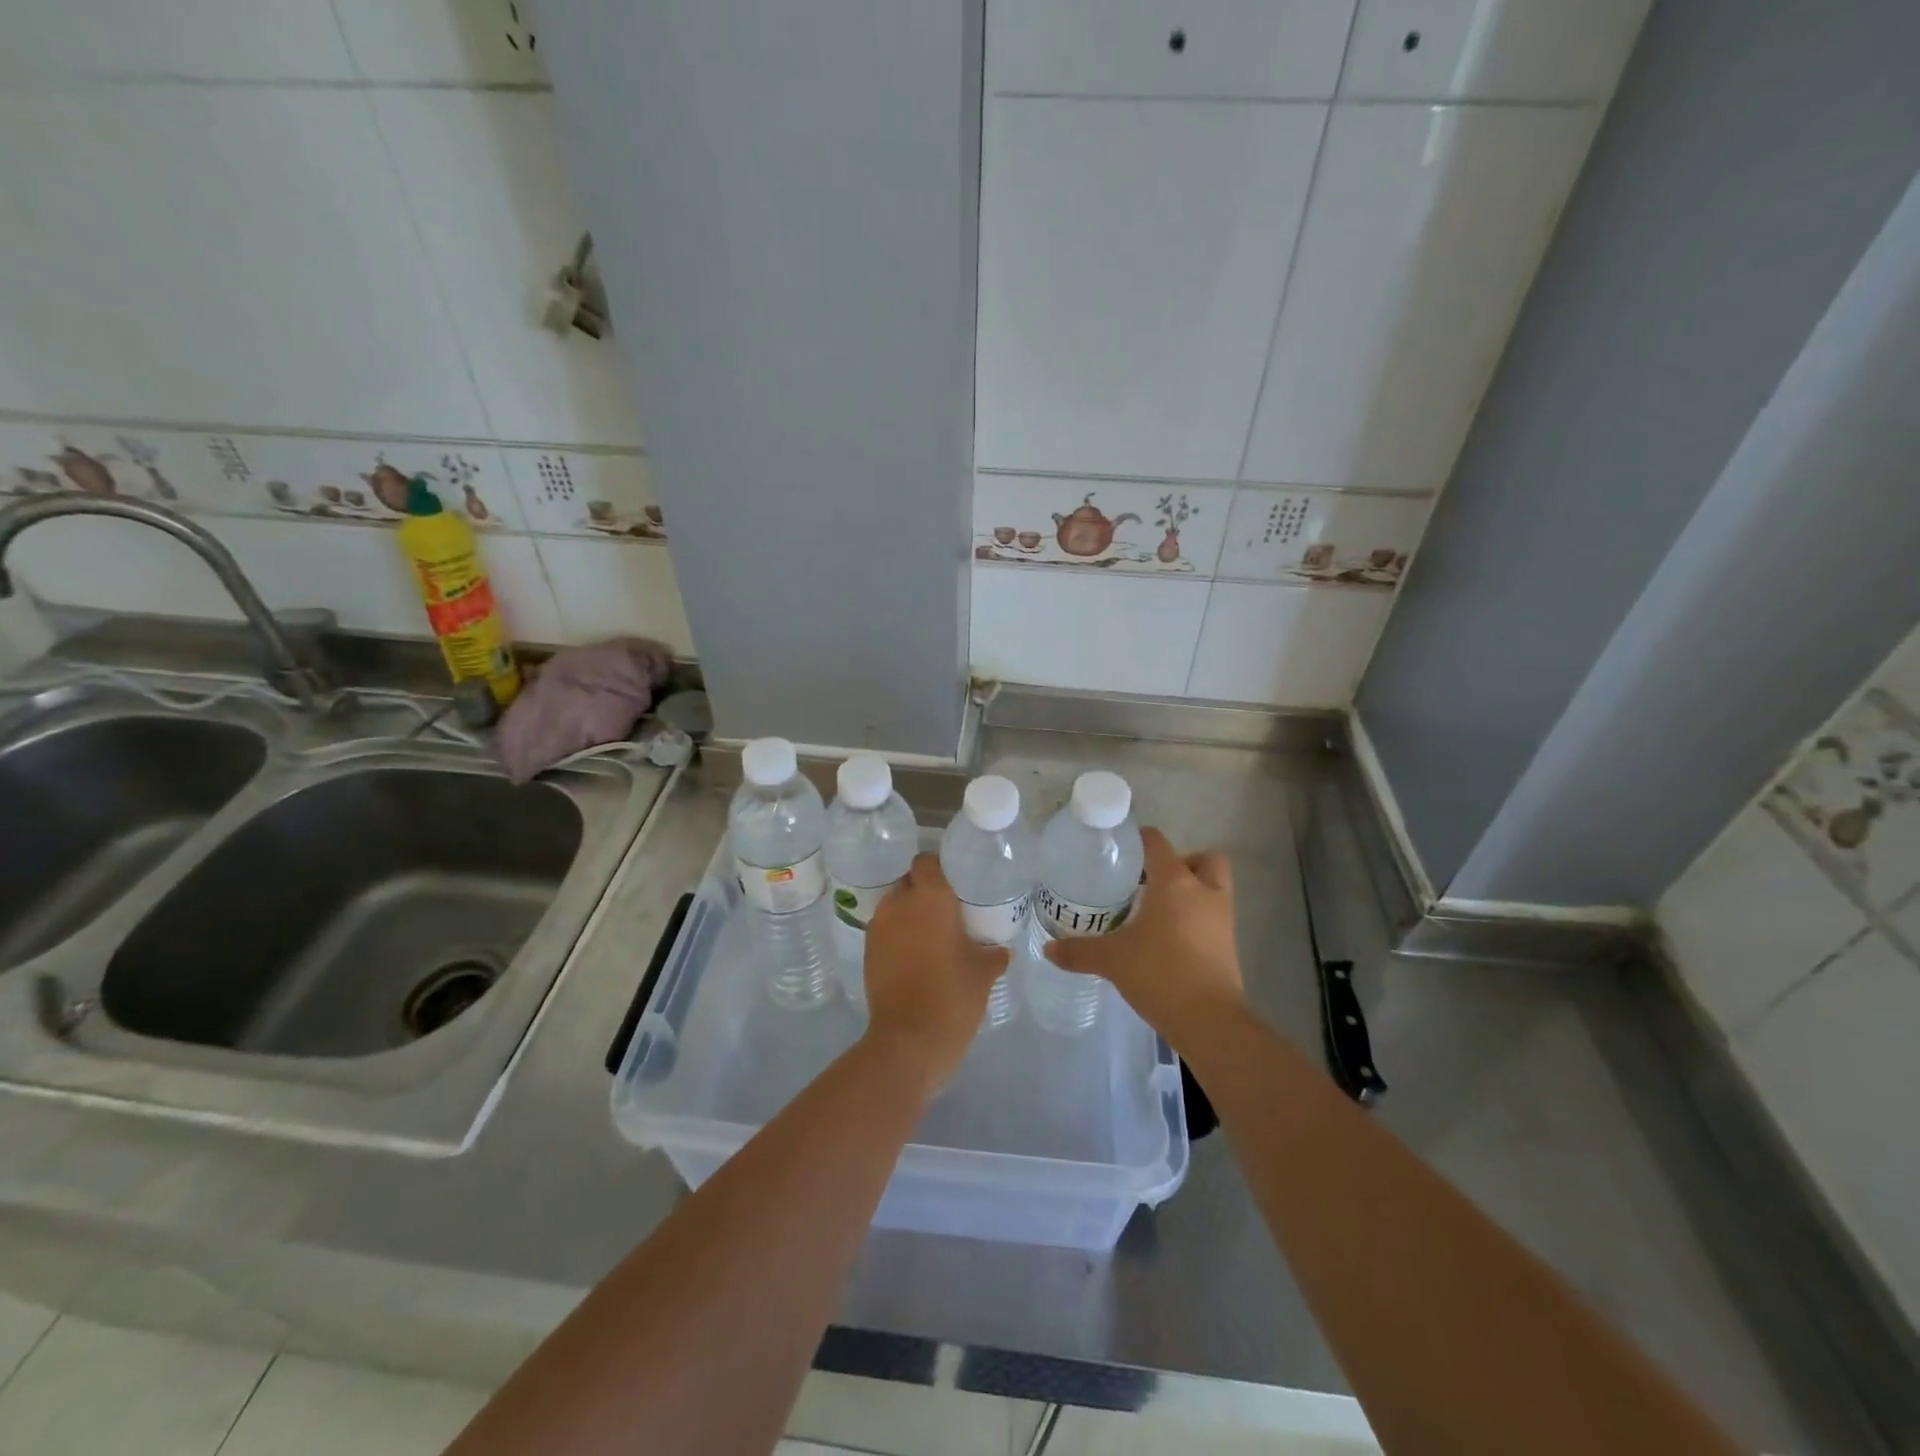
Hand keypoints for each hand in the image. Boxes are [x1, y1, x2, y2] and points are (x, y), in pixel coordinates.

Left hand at [862, 854, 1010, 1088]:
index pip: (926, 862)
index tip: (954, 882)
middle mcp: (900, 903)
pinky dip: (897, 935)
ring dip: (909, 914)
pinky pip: (885, 930)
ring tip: (930, 934)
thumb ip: (994, 953)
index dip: (938, 868)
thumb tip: (1001, 950)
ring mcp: (879, 927)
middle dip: (924, 891)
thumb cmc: (953, 995)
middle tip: (946, 910)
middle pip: (909, 882)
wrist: (909, 1039)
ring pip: (895, 906)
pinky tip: (915, 955)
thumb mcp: (984, 972)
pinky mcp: (867, 951)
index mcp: (930, 897)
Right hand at [1044, 827, 1243, 1048]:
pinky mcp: (1229, 944)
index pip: (1158, 843)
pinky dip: (1197, 918)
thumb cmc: (1159, 973)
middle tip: (1152, 881)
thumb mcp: (1112, 960)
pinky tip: (1170, 938)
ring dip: (1193, 890)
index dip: (1140, 840)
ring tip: (1159, 909)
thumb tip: (1048, 948)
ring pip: (1214, 887)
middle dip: (1181, 863)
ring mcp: (1222, 918)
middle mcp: (1203, 891)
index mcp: (1174, 882)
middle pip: (1201, 858)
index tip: (1121, 850)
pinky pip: (1214, 916)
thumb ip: (1079, 951)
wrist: (1208, 1020)